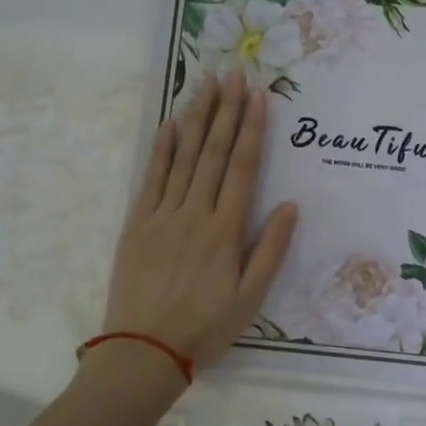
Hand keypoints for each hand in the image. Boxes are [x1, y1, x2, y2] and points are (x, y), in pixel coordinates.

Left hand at [101, 71, 298, 373]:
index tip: (258, 96)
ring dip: (197, 119)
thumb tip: (289, 205)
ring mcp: (162, 216)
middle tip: (234, 73)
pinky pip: (151, 178)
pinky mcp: (136, 225)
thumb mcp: (250, 298)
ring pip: (183, 158)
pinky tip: (171, 124)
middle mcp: (194, 214)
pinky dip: (162, 149)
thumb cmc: (205, 328)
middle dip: (226, 111)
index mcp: (225, 231)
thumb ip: (271, 250)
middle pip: (213, 153)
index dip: (252, 129)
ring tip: (206, 85)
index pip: (242, 168)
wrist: (143, 352)